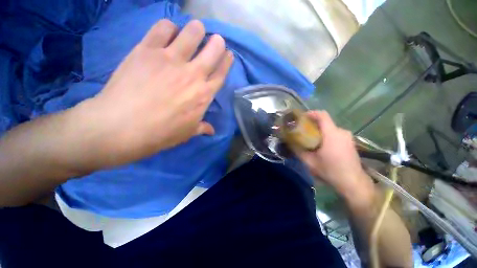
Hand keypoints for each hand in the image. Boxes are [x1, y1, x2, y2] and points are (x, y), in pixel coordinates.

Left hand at [72, 19, 232, 168]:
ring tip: (194, 32)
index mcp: (204, 94)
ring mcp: (170, 59)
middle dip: (217, 42)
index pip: (221, 73)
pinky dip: (169, 27)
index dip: (227, 61)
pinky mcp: (147, 50)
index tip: (229, 54)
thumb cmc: (162, 133)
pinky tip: (169, 32)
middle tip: (215, 40)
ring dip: (196, 30)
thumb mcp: (188, 133)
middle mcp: (193, 74)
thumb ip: (203, 127)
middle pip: (213, 49)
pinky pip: (163, 28)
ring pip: (192, 32)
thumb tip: (212, 131)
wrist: (123, 127)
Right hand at [296, 111, 373, 203]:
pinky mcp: (350, 142)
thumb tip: (289, 143)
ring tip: (310, 139)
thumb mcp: (309, 162)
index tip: (301, 117)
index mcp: (332, 134)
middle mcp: (341, 132)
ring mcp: (347, 137)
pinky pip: (335, 133)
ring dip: (319, 130)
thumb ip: (298, 151)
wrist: (353, 183)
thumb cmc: (331, 171)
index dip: (311, 113)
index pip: (322, 115)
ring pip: (329, 128)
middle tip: (302, 131)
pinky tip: (321, 145)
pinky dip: (326, 135)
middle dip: (312, 124)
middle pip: (325, 121)